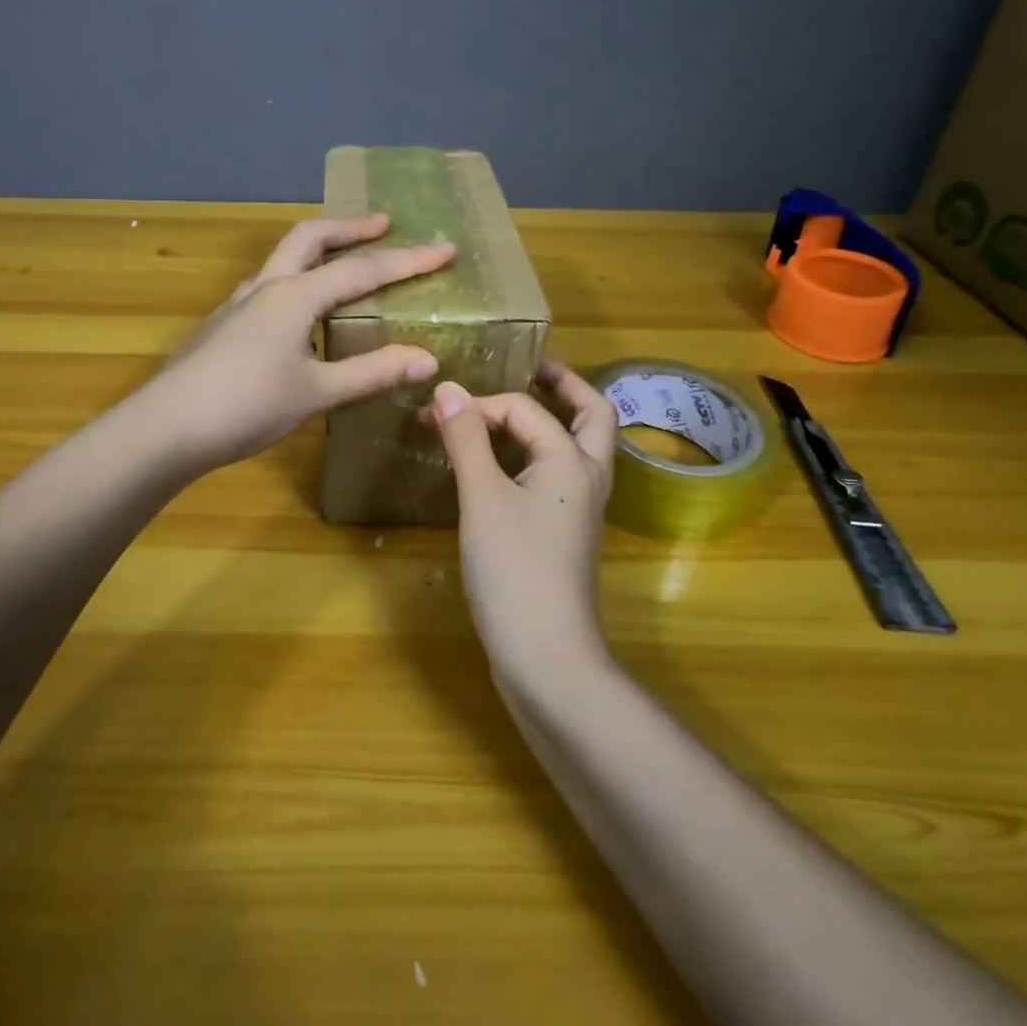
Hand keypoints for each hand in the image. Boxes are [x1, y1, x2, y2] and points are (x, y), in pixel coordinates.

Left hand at [151, 214, 455, 472]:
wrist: (165, 427)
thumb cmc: (245, 406)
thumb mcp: (317, 392)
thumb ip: (372, 372)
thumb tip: (429, 359)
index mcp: (294, 296)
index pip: (362, 270)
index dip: (408, 261)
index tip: (446, 249)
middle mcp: (266, 287)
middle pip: (311, 238)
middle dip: (351, 228)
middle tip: (384, 224)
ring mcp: (239, 303)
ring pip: (284, 259)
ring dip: (319, 249)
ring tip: (346, 261)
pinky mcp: (224, 324)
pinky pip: (269, 286)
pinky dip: (298, 280)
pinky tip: (302, 312)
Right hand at [427, 360, 616, 671]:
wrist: (547, 656)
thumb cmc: (514, 570)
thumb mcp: (482, 498)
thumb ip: (466, 438)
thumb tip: (447, 388)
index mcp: (571, 460)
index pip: (525, 409)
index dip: (478, 404)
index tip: (434, 414)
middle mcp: (587, 477)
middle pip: (592, 415)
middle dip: (564, 387)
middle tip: (533, 368)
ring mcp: (582, 508)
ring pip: (580, 446)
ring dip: (558, 418)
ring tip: (518, 407)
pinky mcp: (567, 533)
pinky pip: (562, 474)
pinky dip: (542, 452)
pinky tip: (508, 463)